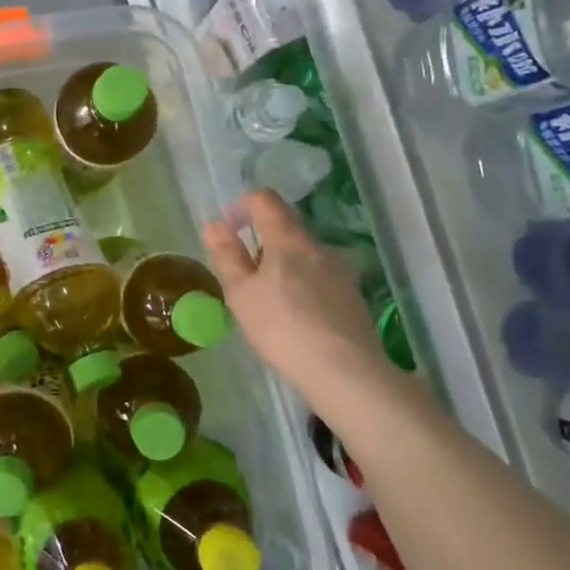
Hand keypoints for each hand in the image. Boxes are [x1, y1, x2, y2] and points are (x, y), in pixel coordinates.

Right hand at [203, 190, 386, 395]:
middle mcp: (319, 246)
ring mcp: (342, 270)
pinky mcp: (354, 295)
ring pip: (305, 255)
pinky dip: (304, 286)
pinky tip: (297, 319)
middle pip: (287, 228)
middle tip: (245, 278)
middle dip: (262, 242)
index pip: (266, 200)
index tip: (230, 228)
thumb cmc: (282, 327)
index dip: (243, 205)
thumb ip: (227, 256)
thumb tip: (215, 225)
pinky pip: (322, 278)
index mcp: (289, 239)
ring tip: (270, 304)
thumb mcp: (241, 294)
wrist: (344, 370)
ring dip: (284, 267)